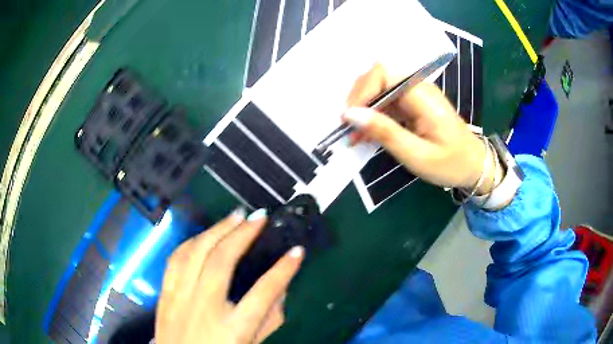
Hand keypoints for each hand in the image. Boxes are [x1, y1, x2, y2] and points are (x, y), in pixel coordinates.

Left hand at [156, 208, 304, 343]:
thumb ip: (270, 320)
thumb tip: (281, 290)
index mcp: (233, 329)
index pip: (264, 292)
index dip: (284, 270)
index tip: (297, 251)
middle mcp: (204, 308)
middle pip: (222, 261)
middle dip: (243, 234)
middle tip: (259, 217)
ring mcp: (180, 298)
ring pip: (195, 253)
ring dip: (216, 229)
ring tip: (234, 216)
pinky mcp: (164, 294)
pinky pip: (175, 259)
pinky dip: (191, 242)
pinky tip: (204, 234)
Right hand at [344, 63, 501, 194]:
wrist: (474, 165)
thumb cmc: (450, 164)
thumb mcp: (416, 155)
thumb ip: (385, 132)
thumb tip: (351, 114)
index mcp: (422, 95)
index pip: (382, 74)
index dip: (361, 92)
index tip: (349, 119)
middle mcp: (418, 87)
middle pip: (378, 77)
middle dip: (359, 100)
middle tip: (349, 128)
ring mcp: (416, 94)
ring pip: (380, 89)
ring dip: (364, 109)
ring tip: (355, 135)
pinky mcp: (414, 103)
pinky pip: (387, 101)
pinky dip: (374, 116)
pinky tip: (368, 134)